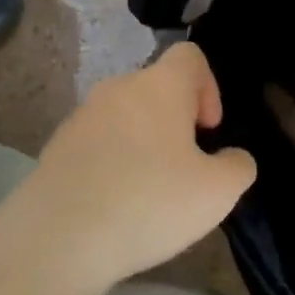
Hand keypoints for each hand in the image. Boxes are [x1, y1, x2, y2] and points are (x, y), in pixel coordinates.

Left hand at [12, 42, 256, 293]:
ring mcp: (81, 116)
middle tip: (184, 168)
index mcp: (160, 85)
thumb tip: (232, 158)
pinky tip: (114, 203)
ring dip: (143, 142)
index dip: (209, 87)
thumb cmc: (148, 202)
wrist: (56, 238)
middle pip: (157, 87)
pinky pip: (97, 142)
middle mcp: (118, 87)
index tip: (208, 130)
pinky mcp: (56, 146)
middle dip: (176, 120)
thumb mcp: (217, 193)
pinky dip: (112, 161)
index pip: (190, 56)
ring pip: (125, 116)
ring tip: (148, 191)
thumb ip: (237, 167)